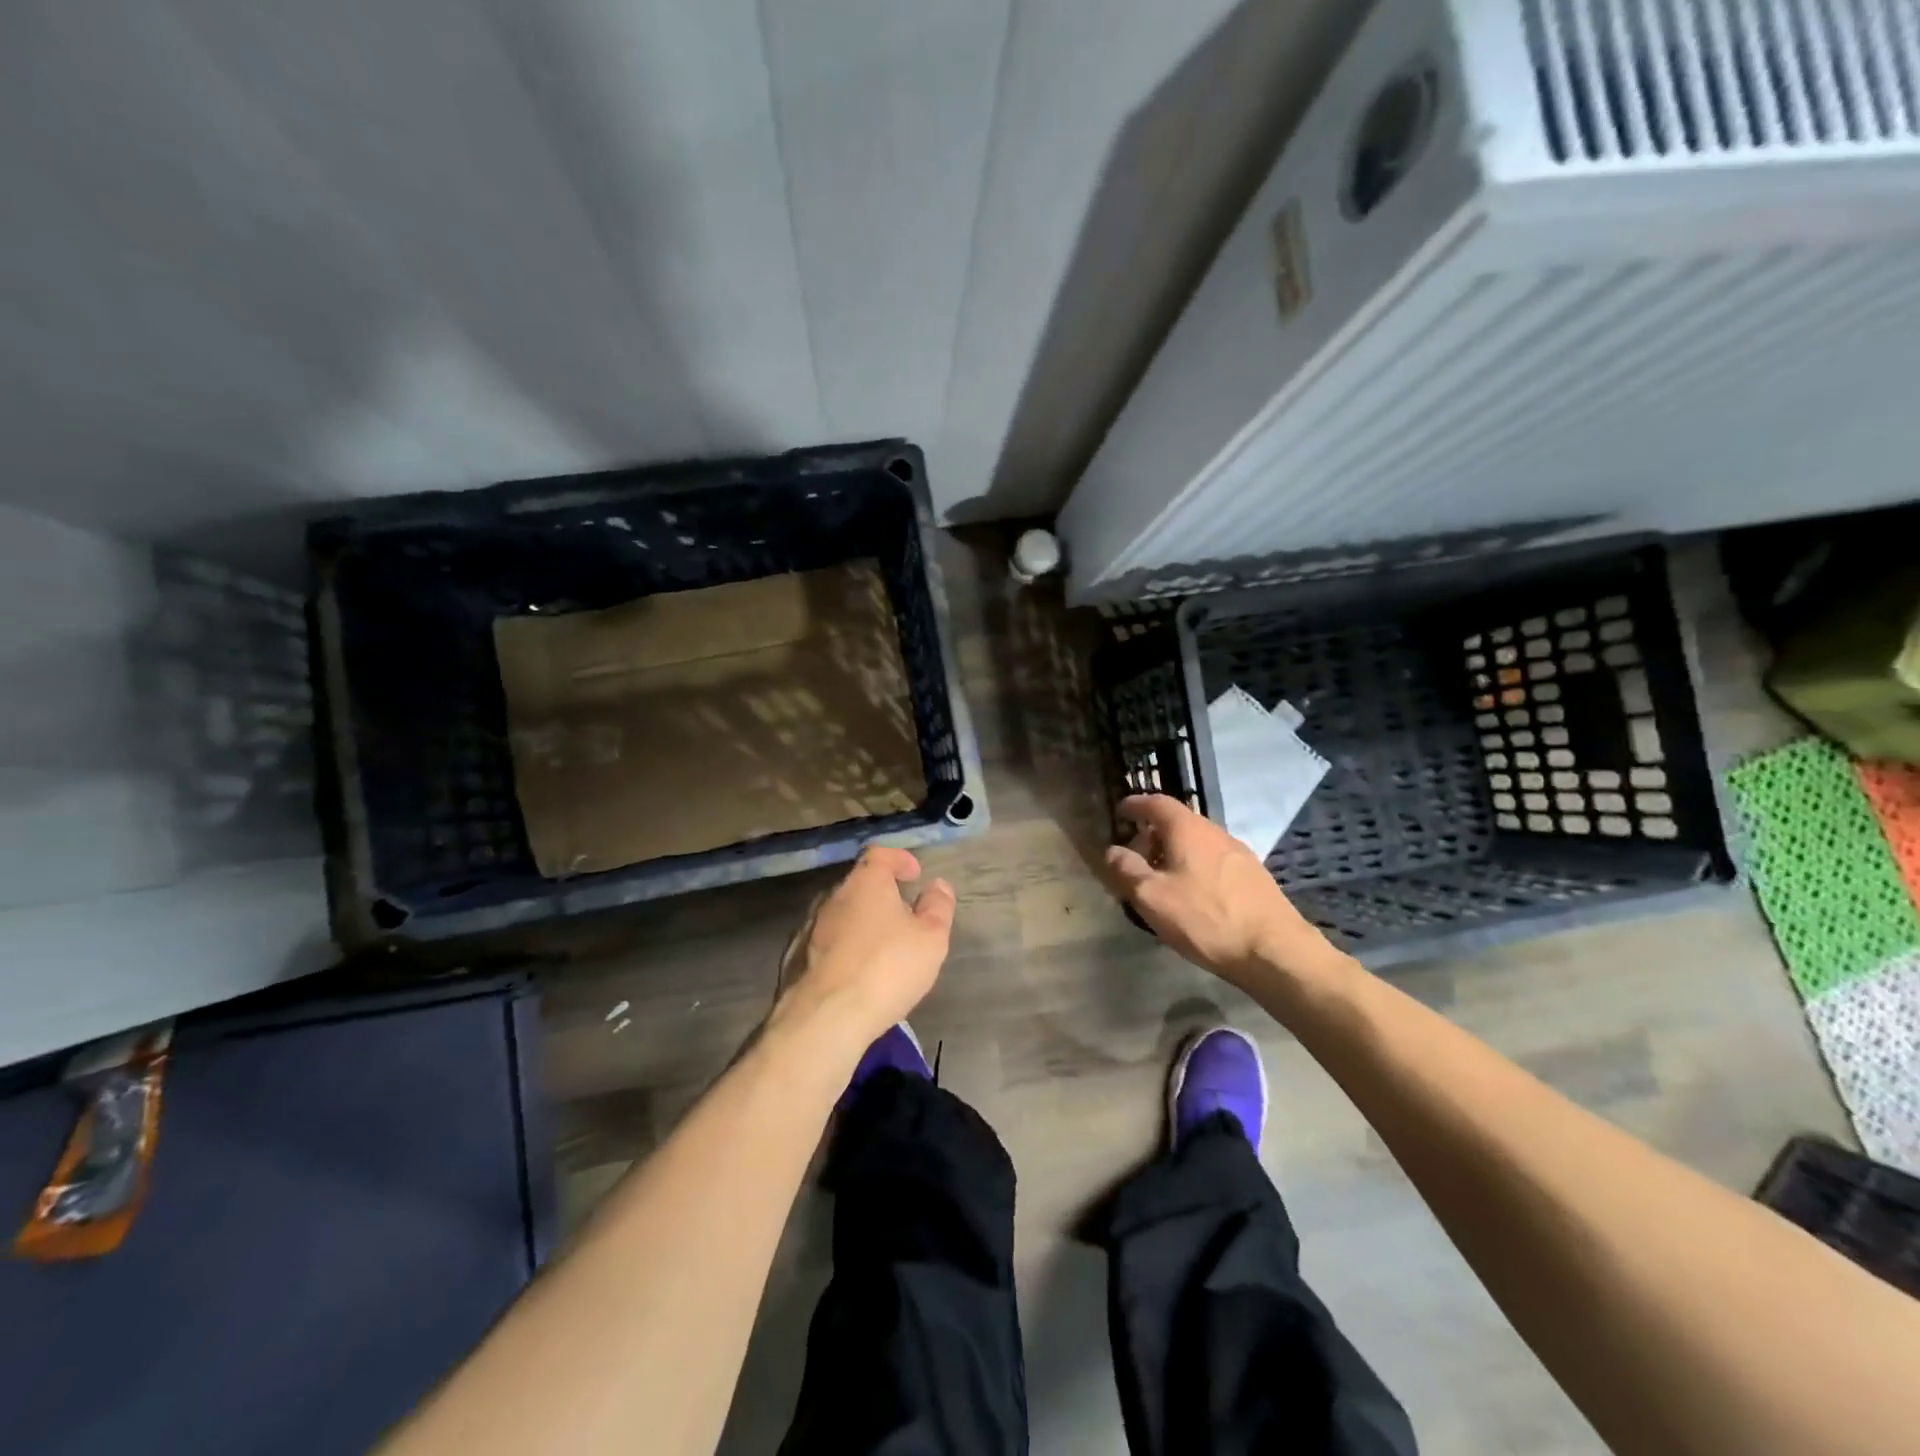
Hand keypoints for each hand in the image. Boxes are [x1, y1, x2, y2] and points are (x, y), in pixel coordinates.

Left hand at [771, 846, 954, 1056]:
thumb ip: (938, 907)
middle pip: (858, 884)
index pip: (880, 854)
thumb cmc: (886, 968)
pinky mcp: (794, 957)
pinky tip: (852, 972)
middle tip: (902, 916)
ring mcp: (808, 926)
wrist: (824, 1018)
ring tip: (879, 948)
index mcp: (865, 882)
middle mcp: (832, 895)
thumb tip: (937, 885)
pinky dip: (841, 948)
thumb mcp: (930, 938)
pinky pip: (823, 942)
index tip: (914, 874)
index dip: (899, 859)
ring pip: (839, 913)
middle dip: (880, 894)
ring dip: (859, 922)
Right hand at [1104, 794, 1333, 986]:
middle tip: (1134, 858)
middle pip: (1177, 822)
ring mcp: (1238, 853)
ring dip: (1174, 853)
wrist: (1274, 950)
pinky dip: (1194, 867)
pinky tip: (1191, 895)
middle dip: (1152, 835)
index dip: (1136, 805)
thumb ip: (1126, 870)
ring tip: (1160, 881)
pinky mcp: (1253, 876)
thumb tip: (1112, 850)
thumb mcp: (1152, 897)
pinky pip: (1213, 860)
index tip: (1121, 811)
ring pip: (1196, 843)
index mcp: (1187, 829)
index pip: (1156, 803)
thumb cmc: (1205, 918)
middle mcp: (1215, 832)